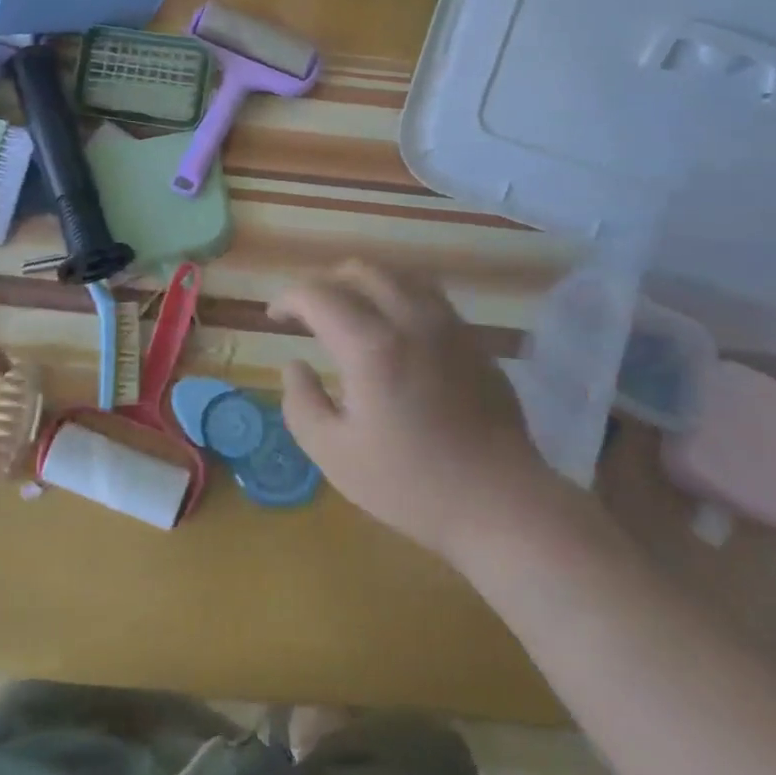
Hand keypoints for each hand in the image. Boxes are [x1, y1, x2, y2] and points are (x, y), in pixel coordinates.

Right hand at [272, 261, 549, 559]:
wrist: (501, 503)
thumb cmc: (411, 485)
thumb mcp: (335, 455)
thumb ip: (301, 403)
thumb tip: (294, 365)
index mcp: (371, 345)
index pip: (318, 294)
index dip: (288, 298)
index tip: (274, 317)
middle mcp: (410, 319)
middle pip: (360, 271)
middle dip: (324, 283)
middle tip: (307, 312)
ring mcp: (448, 325)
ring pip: (399, 275)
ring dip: (363, 283)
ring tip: (349, 311)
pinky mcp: (472, 339)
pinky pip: (428, 295)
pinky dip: (398, 296)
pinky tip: (394, 329)